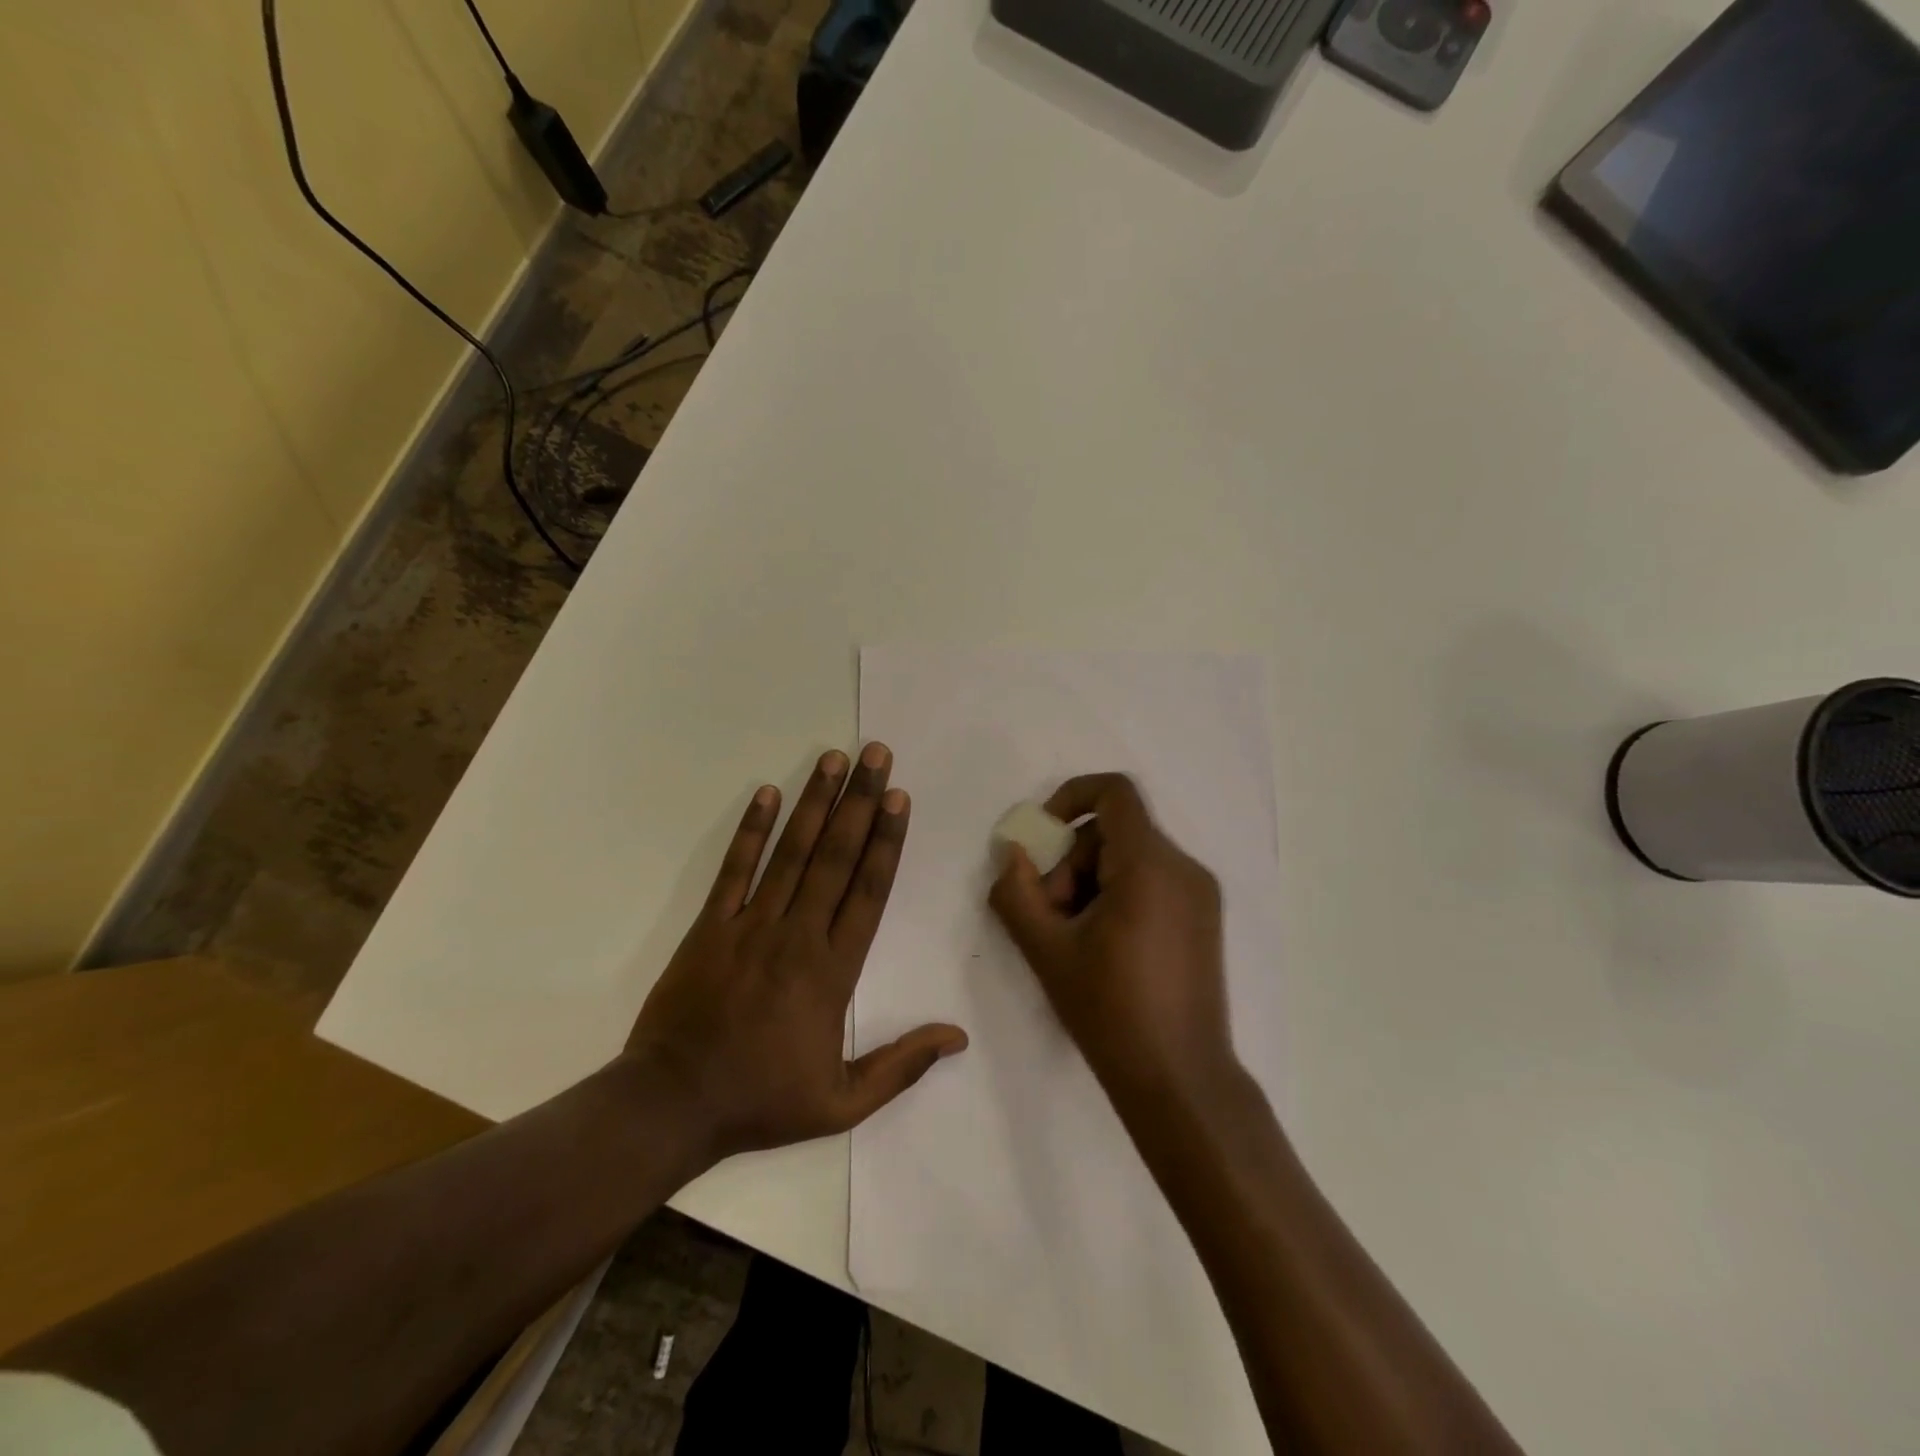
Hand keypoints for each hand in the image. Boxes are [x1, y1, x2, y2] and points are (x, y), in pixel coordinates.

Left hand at [627, 743, 967, 1163]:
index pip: (868, 892)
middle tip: (876, 755)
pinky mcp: (710, 925)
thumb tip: (957, 1037)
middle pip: (835, 857)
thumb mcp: (841, 1102)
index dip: (886, 841)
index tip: (900, 799)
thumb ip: (901, 1066)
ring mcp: (750, 925)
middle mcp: (797, 935)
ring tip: (833, 759)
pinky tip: (766, 793)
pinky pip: (734, 870)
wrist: (672, 1105)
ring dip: (814, 802)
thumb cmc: (761, 1100)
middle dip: (860, 802)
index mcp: (832, 972)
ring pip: (791, 853)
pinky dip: (751, 831)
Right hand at [988, 773, 1236, 1108]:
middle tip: (1049, 914)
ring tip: (1071, 936)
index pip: (1114, 792)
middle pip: (1114, 832)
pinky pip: (1151, 881)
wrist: (1180, 1080)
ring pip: (1130, 858)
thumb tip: (1012, 854)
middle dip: (1070, 861)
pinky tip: (1100, 944)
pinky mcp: (1203, 918)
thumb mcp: (1046, 951)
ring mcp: (1199, 894)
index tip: (1043, 836)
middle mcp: (1184, 868)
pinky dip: (1117, 894)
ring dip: (1090, 882)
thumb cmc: (1110, 1012)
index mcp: (1150, 866)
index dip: (1071, 797)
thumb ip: (1016, 893)